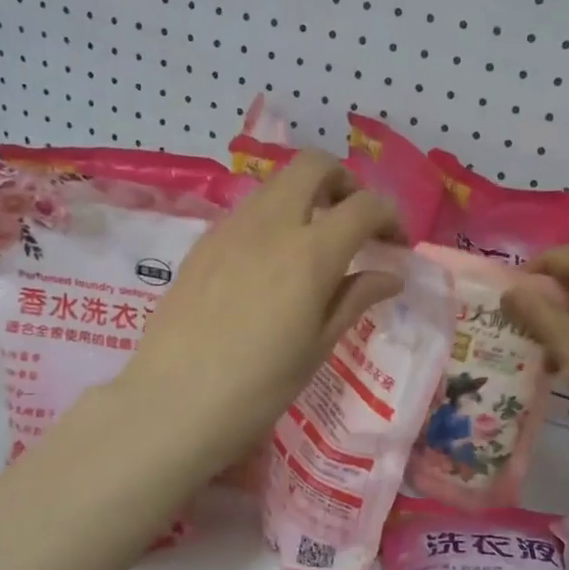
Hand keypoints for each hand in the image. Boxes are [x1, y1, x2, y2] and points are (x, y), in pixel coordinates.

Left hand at [116, 150, 401, 469]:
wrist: (173, 404)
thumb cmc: (259, 387)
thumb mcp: (318, 346)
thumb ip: (355, 298)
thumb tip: (391, 275)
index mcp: (310, 253)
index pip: (365, 205)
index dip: (390, 216)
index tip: (395, 244)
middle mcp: (271, 225)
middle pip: (314, 165)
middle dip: (344, 182)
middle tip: (353, 222)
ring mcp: (230, 228)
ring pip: (277, 183)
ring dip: (306, 196)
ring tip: (314, 243)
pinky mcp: (203, 243)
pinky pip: (248, 210)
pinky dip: (273, 218)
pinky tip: (271, 263)